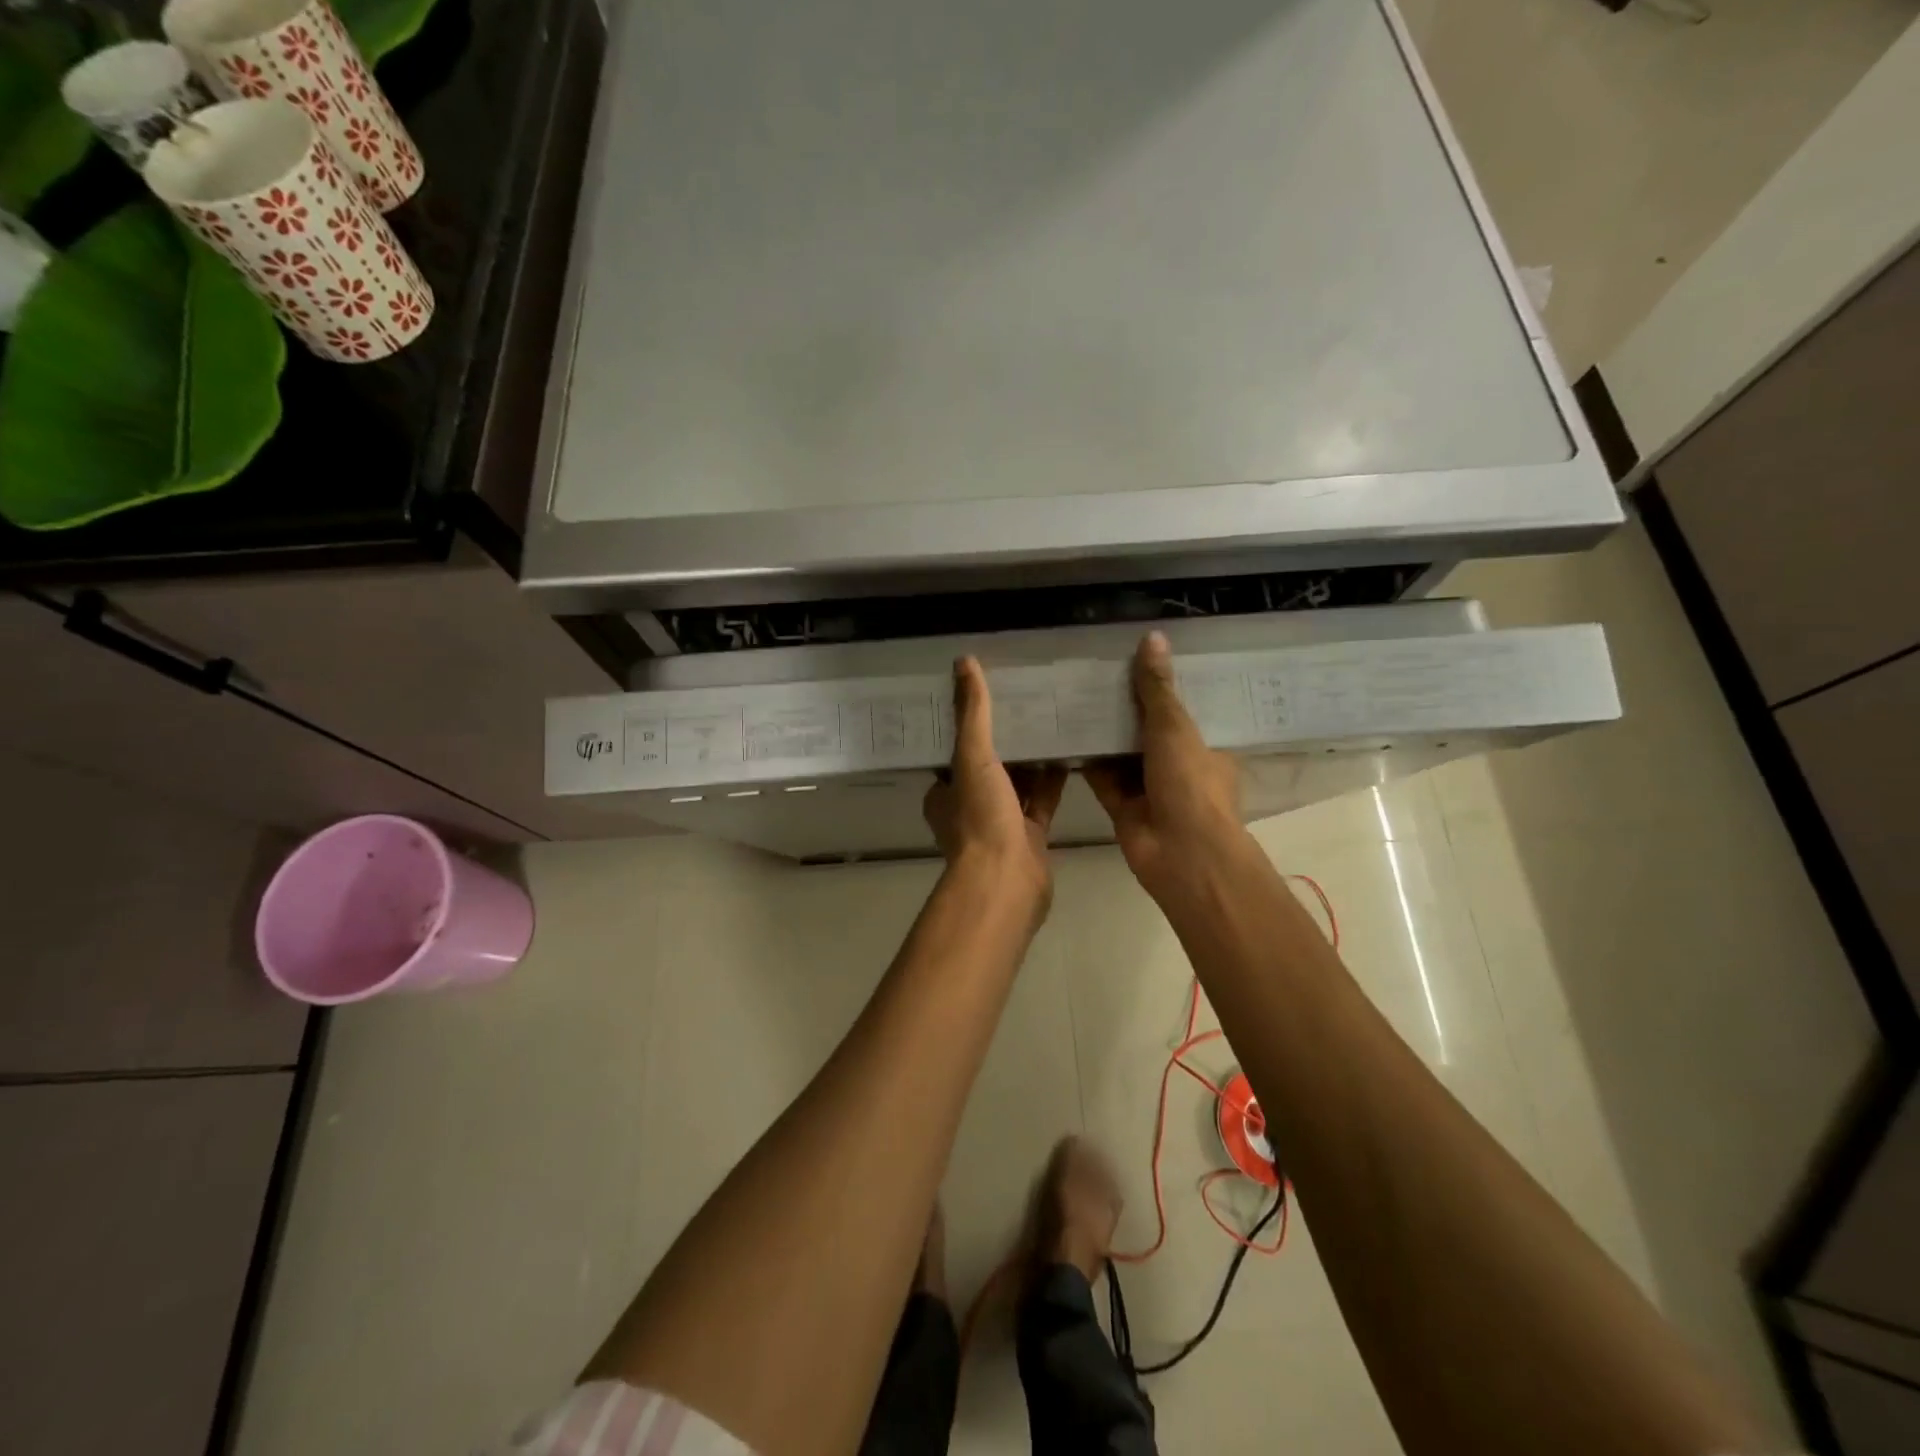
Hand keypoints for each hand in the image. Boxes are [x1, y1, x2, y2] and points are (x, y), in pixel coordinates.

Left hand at [923, 657, 1066, 916]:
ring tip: (1052, 717)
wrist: (1007, 882)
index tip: (991, 693)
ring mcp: (1001, 822)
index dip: (971, 723)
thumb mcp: (972, 758)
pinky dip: (1054, 779)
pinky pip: (1043, 800)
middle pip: (989, 764)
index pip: (955, 749)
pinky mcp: (1031, 835)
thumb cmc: (981, 819)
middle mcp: (970, 806)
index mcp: (945, 791)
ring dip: (1032, 757)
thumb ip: (972, 713)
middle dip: (1007, 737)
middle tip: (1028, 698)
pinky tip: (1070, 752)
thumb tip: (964, 662)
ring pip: (1018, 782)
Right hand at [1084, 632, 1247, 905]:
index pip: (1184, 712)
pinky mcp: (1122, 808)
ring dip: (1104, 733)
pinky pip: (1102, 778)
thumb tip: (1152, 637)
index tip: (1138, 660)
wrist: (1180, 854)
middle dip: (1127, 709)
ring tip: (1075, 695)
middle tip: (1097, 672)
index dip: (1163, 688)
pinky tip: (1065, 733)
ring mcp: (1149, 790)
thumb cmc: (1190, 785)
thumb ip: (1157, 689)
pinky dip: (1087, 760)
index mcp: (1204, 748)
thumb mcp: (1175, 728)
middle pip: (1149, 732)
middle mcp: (1178, 768)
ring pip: (1122, 755)